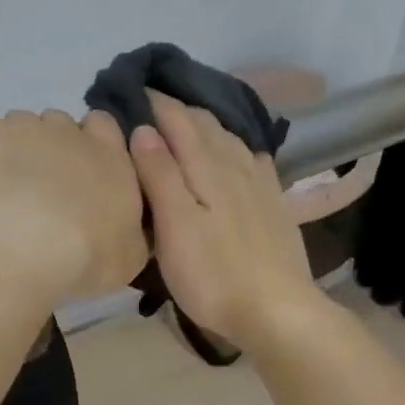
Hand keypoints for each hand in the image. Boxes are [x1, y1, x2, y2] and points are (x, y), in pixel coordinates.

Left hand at [0, 109, 148, 304]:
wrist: (23, 250)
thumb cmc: (88, 256)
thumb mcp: (131, 256)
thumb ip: (132, 228)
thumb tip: (127, 225)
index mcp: (110, 156)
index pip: (104, 125)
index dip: (92, 142)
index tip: (83, 171)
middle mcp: (70, 132)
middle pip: (61, 124)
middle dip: (54, 147)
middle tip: (46, 186)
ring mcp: (24, 128)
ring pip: (22, 126)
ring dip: (18, 148)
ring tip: (8, 189)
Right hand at [128, 90, 320, 349]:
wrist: (277, 311)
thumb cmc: (213, 274)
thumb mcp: (174, 226)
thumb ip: (159, 174)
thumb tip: (143, 129)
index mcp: (207, 166)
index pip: (176, 119)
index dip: (152, 102)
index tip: (127, 93)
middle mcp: (236, 164)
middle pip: (204, 123)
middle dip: (175, 110)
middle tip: (146, 108)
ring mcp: (259, 183)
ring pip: (229, 138)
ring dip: (204, 125)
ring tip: (182, 125)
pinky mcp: (273, 203)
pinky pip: (253, 158)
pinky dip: (234, 146)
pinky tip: (235, 153)